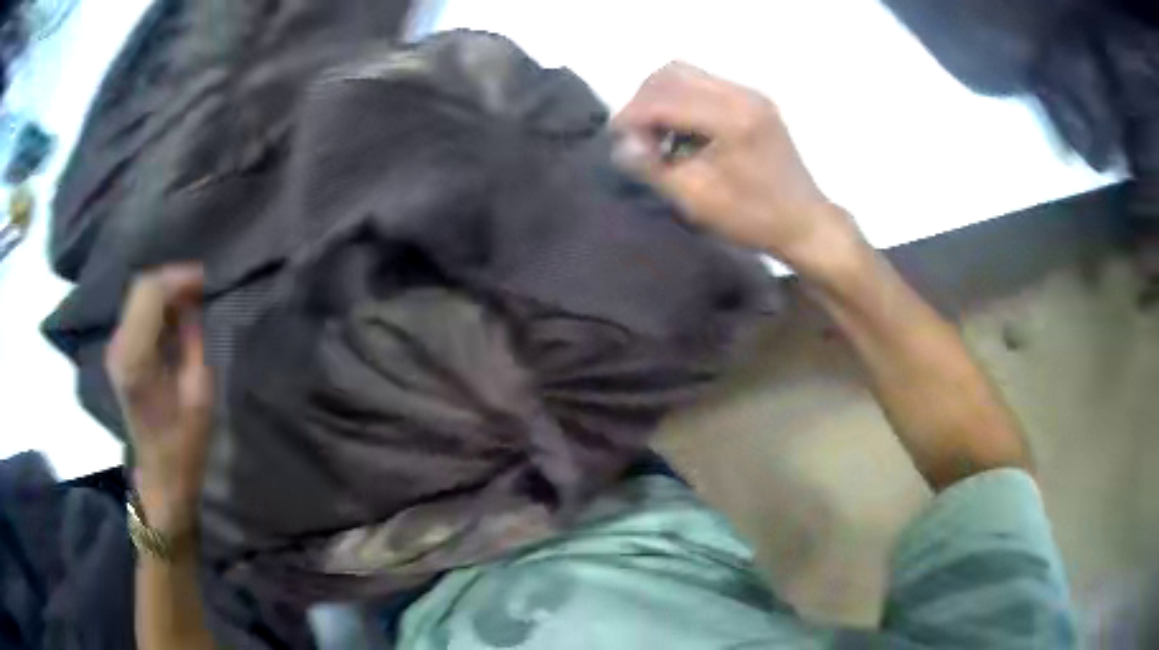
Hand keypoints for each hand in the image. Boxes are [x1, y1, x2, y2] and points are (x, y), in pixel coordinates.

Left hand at [106, 266, 210, 541]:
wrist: (161, 476)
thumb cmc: (184, 444)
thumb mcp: (199, 394)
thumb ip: (192, 342)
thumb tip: (193, 305)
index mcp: (136, 358)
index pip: (150, 292)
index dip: (179, 278)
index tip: (206, 279)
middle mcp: (119, 346)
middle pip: (141, 287)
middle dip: (172, 280)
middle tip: (202, 287)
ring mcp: (116, 348)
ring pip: (138, 296)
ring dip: (165, 292)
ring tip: (192, 300)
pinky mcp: (119, 353)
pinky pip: (137, 312)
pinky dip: (158, 306)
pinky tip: (176, 317)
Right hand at [613, 62, 861, 272]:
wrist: (805, 222)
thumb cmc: (753, 218)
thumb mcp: (697, 200)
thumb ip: (653, 167)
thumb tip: (621, 144)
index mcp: (732, 119)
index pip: (664, 98)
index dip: (631, 115)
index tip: (617, 140)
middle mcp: (742, 94)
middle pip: (672, 73)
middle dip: (643, 101)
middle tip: (636, 137)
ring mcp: (750, 94)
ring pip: (687, 74)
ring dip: (661, 97)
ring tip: (657, 134)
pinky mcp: (753, 100)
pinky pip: (704, 85)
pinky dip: (681, 100)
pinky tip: (682, 131)